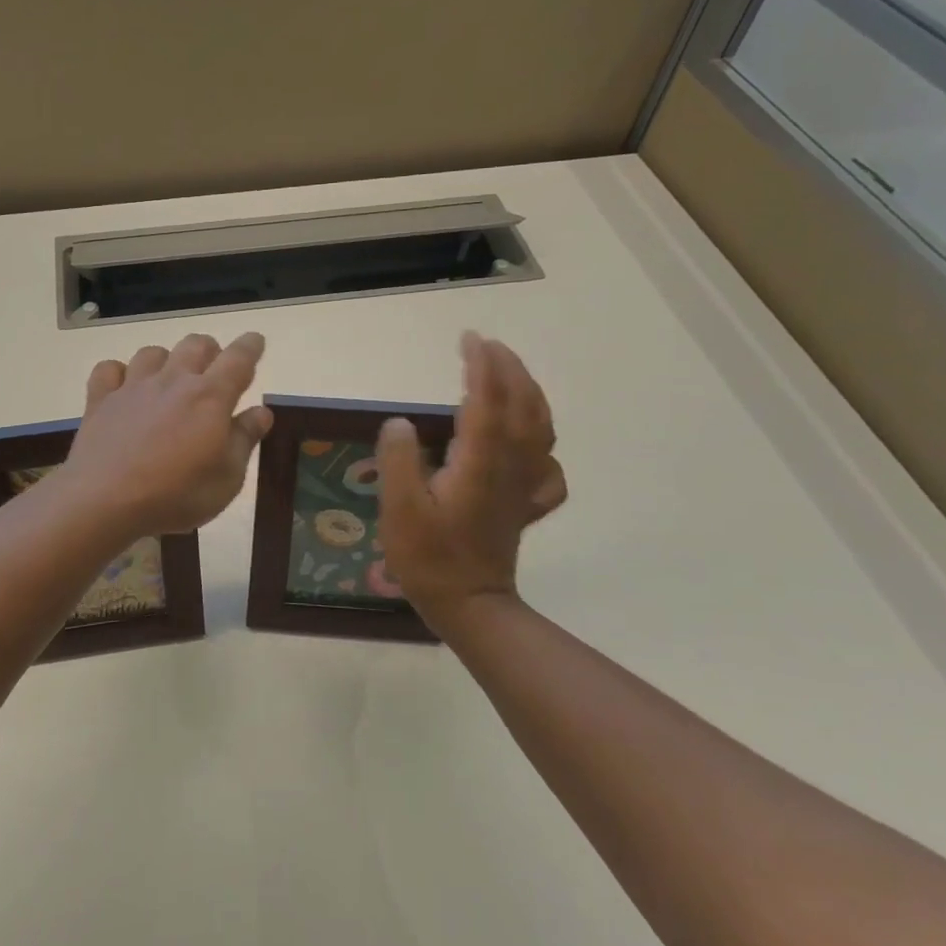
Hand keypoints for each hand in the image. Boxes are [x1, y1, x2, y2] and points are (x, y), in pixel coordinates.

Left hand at [64, 332, 273, 537]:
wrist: (104, 500)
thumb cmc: (176, 495)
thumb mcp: (227, 479)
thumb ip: (244, 439)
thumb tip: (261, 412)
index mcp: (210, 397)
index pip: (238, 359)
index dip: (250, 346)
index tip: (256, 341)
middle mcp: (173, 381)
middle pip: (196, 344)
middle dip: (210, 351)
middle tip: (213, 371)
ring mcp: (133, 387)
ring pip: (153, 352)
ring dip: (166, 360)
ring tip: (169, 380)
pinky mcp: (100, 399)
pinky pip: (109, 369)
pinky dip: (119, 373)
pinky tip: (123, 389)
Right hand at [376, 332, 566, 629]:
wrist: (470, 606)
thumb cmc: (429, 558)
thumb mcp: (398, 511)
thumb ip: (398, 461)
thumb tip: (399, 422)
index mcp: (478, 463)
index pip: (487, 401)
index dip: (481, 367)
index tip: (469, 339)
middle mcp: (509, 466)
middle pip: (522, 406)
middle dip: (508, 369)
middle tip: (486, 346)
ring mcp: (523, 485)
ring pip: (540, 429)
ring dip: (529, 393)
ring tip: (510, 375)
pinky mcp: (525, 503)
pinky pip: (547, 465)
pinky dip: (542, 443)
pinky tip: (529, 442)